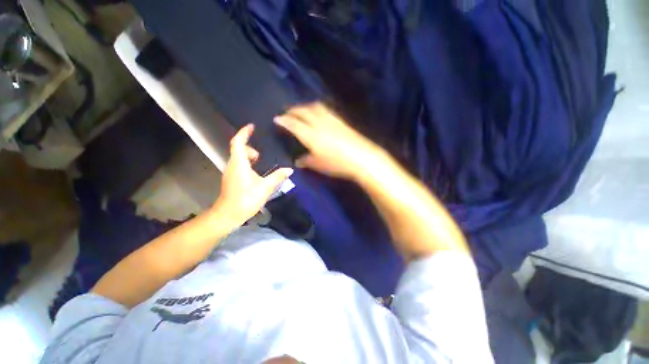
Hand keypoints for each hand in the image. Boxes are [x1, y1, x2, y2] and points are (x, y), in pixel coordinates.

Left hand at [213, 124, 292, 225]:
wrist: (228, 215)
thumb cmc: (246, 199)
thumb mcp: (265, 187)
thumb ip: (277, 177)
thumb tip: (289, 170)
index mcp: (239, 163)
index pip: (238, 142)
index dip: (244, 133)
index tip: (251, 126)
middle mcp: (232, 165)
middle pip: (238, 149)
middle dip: (250, 148)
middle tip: (262, 156)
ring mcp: (230, 173)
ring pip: (238, 158)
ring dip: (249, 157)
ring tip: (261, 163)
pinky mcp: (231, 179)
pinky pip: (238, 165)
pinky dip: (247, 164)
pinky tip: (256, 174)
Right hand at [274, 102, 381, 180]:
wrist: (361, 158)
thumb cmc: (338, 164)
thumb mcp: (319, 165)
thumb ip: (306, 161)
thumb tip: (298, 161)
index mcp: (311, 135)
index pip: (294, 125)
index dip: (284, 121)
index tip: (277, 118)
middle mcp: (319, 124)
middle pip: (303, 112)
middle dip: (293, 110)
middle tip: (287, 112)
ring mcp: (331, 121)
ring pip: (315, 107)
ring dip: (305, 106)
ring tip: (301, 110)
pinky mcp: (340, 121)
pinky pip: (326, 110)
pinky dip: (318, 108)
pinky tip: (319, 112)